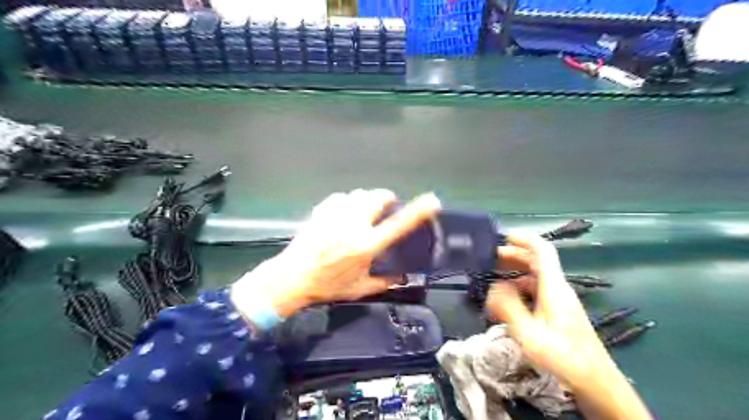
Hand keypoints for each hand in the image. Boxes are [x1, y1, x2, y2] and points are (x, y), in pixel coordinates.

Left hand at [234, 190, 439, 317]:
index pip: (398, 225)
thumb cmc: (327, 286)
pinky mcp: (321, 211)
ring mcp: (335, 216)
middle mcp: (353, 226)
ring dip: (367, 200)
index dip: (418, 211)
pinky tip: (344, 212)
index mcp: (366, 246)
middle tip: (386, 207)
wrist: (292, 278)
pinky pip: (341, 197)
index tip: (432, 201)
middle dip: (386, 199)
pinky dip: (348, 201)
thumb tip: (403, 278)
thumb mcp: (359, 289)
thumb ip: (384, 282)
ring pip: (359, 194)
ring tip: (365, 211)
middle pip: (377, 197)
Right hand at [485, 237, 649, 419]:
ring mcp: (560, 301)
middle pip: (537, 261)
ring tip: (493, 277)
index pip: (542, 250)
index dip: (523, 238)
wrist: (595, 382)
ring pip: (536, 276)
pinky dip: (520, 287)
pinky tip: (508, 299)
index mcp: (554, 287)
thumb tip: (493, 286)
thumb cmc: (562, 355)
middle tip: (489, 258)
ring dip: (515, 271)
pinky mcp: (559, 312)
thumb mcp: (528, 332)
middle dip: (513, 255)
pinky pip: (538, 290)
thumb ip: (508, 306)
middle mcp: (559, 289)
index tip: (502, 236)